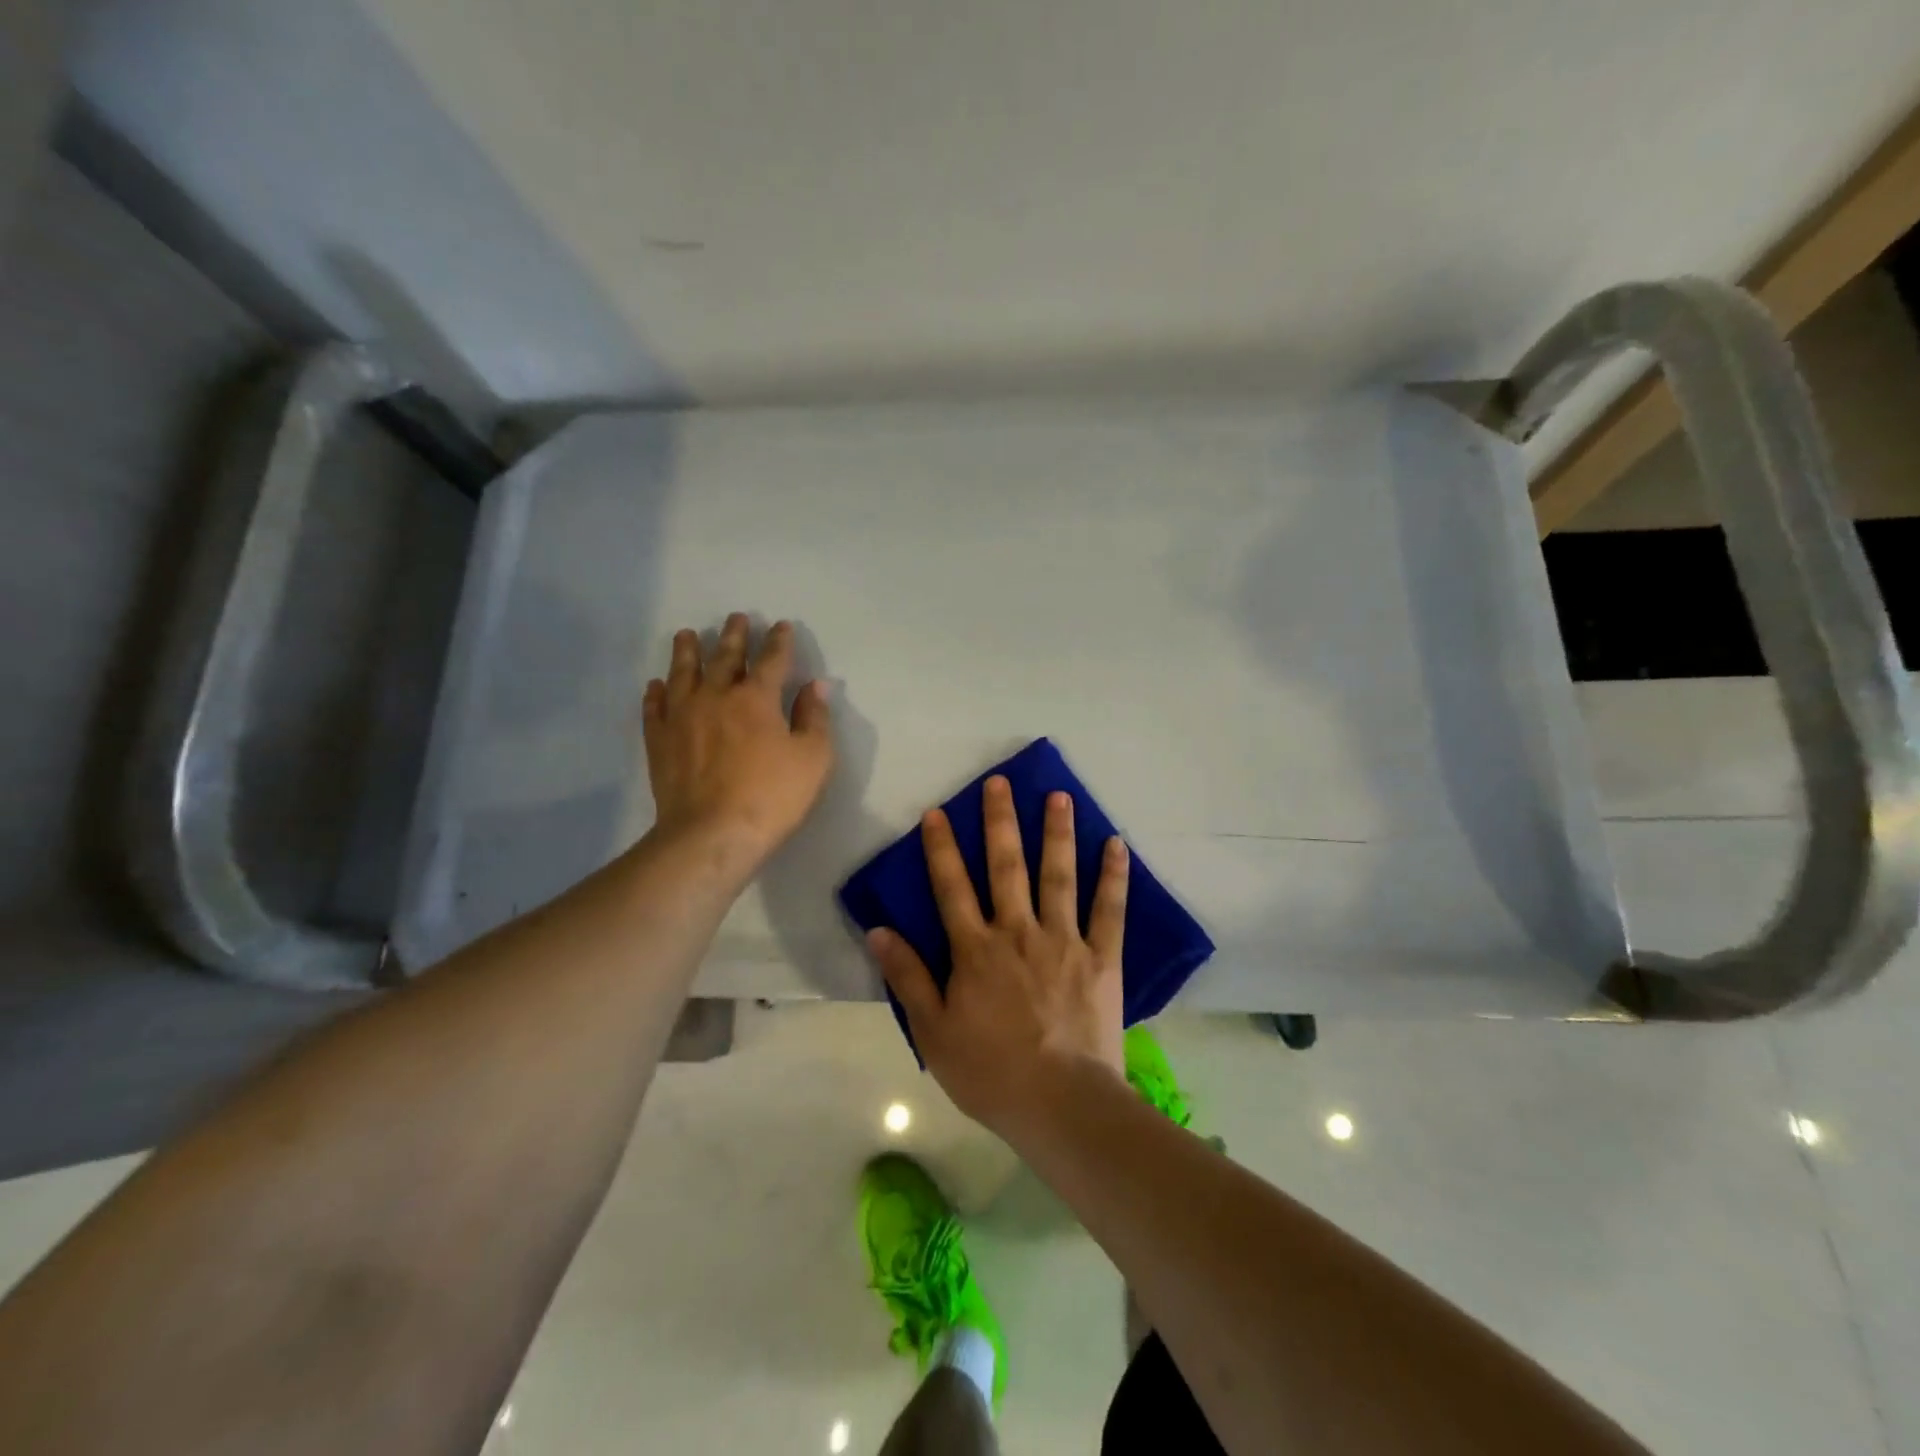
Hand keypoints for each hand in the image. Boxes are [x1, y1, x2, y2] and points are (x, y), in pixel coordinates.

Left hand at [642, 614, 834, 874]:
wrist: (712, 834)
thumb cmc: (772, 796)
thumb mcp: (813, 758)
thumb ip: (814, 717)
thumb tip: (816, 685)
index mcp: (757, 698)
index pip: (772, 659)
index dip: (779, 641)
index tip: (782, 626)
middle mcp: (716, 696)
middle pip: (725, 657)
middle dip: (734, 635)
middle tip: (736, 618)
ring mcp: (682, 716)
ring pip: (683, 673)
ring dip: (687, 651)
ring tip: (687, 635)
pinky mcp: (659, 740)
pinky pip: (654, 707)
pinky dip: (657, 692)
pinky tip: (657, 685)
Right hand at [868, 776, 1129, 1137]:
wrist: (1060, 1103)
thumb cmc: (989, 1072)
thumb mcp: (933, 1030)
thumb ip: (907, 976)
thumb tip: (877, 930)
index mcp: (975, 949)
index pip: (952, 887)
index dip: (941, 848)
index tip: (937, 812)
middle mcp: (1018, 932)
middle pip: (1006, 866)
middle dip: (1000, 821)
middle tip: (1000, 782)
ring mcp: (1063, 940)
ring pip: (1058, 876)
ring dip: (1057, 833)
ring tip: (1059, 796)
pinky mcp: (1101, 958)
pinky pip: (1109, 910)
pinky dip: (1113, 876)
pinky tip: (1116, 845)